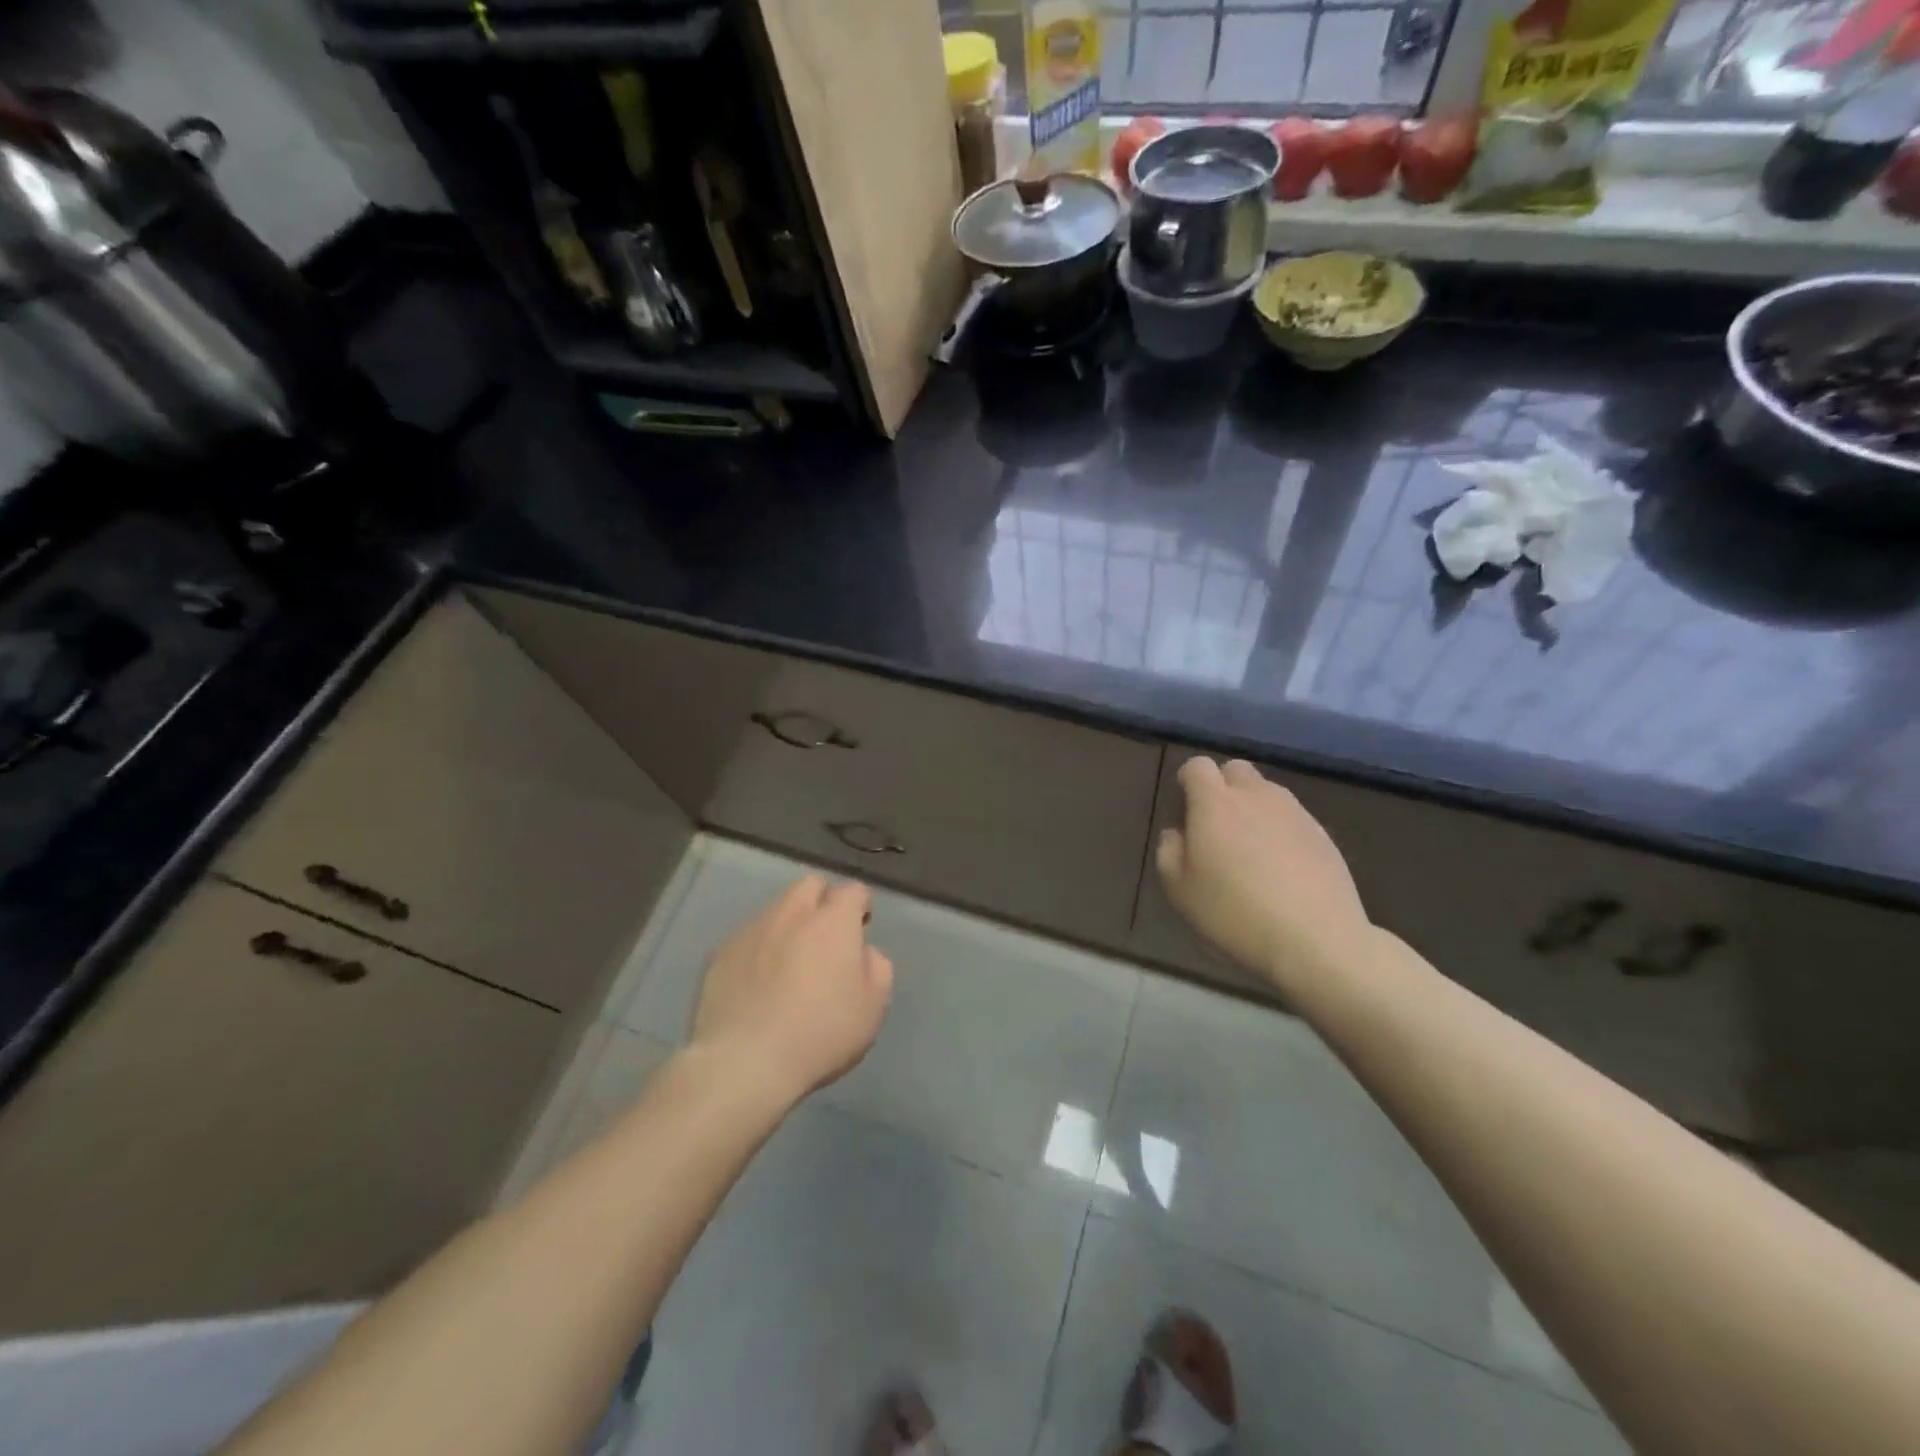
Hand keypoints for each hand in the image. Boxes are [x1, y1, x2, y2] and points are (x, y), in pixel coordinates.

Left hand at [689, 874, 893, 1107]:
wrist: (745, 1062)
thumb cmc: (820, 1033)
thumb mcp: (872, 1007)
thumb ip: (877, 968)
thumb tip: (863, 952)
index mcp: (833, 921)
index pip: (853, 890)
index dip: (860, 906)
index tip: (860, 930)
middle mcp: (792, 913)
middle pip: (810, 886)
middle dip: (822, 902)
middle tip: (825, 939)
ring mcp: (752, 930)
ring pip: (777, 910)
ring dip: (789, 925)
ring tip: (788, 963)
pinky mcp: (721, 953)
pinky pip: (748, 938)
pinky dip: (759, 949)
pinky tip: (758, 983)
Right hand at [1155, 757, 1371, 990]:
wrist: (1316, 940)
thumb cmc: (1235, 913)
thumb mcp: (1180, 890)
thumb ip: (1169, 851)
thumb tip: (1177, 833)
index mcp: (1214, 803)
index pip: (1197, 766)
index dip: (1187, 782)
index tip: (1184, 812)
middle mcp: (1255, 795)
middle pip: (1235, 770)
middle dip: (1222, 787)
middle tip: (1216, 827)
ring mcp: (1294, 812)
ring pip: (1266, 792)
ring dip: (1252, 808)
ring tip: (1250, 850)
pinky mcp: (1322, 833)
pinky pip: (1291, 817)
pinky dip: (1279, 830)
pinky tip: (1280, 868)